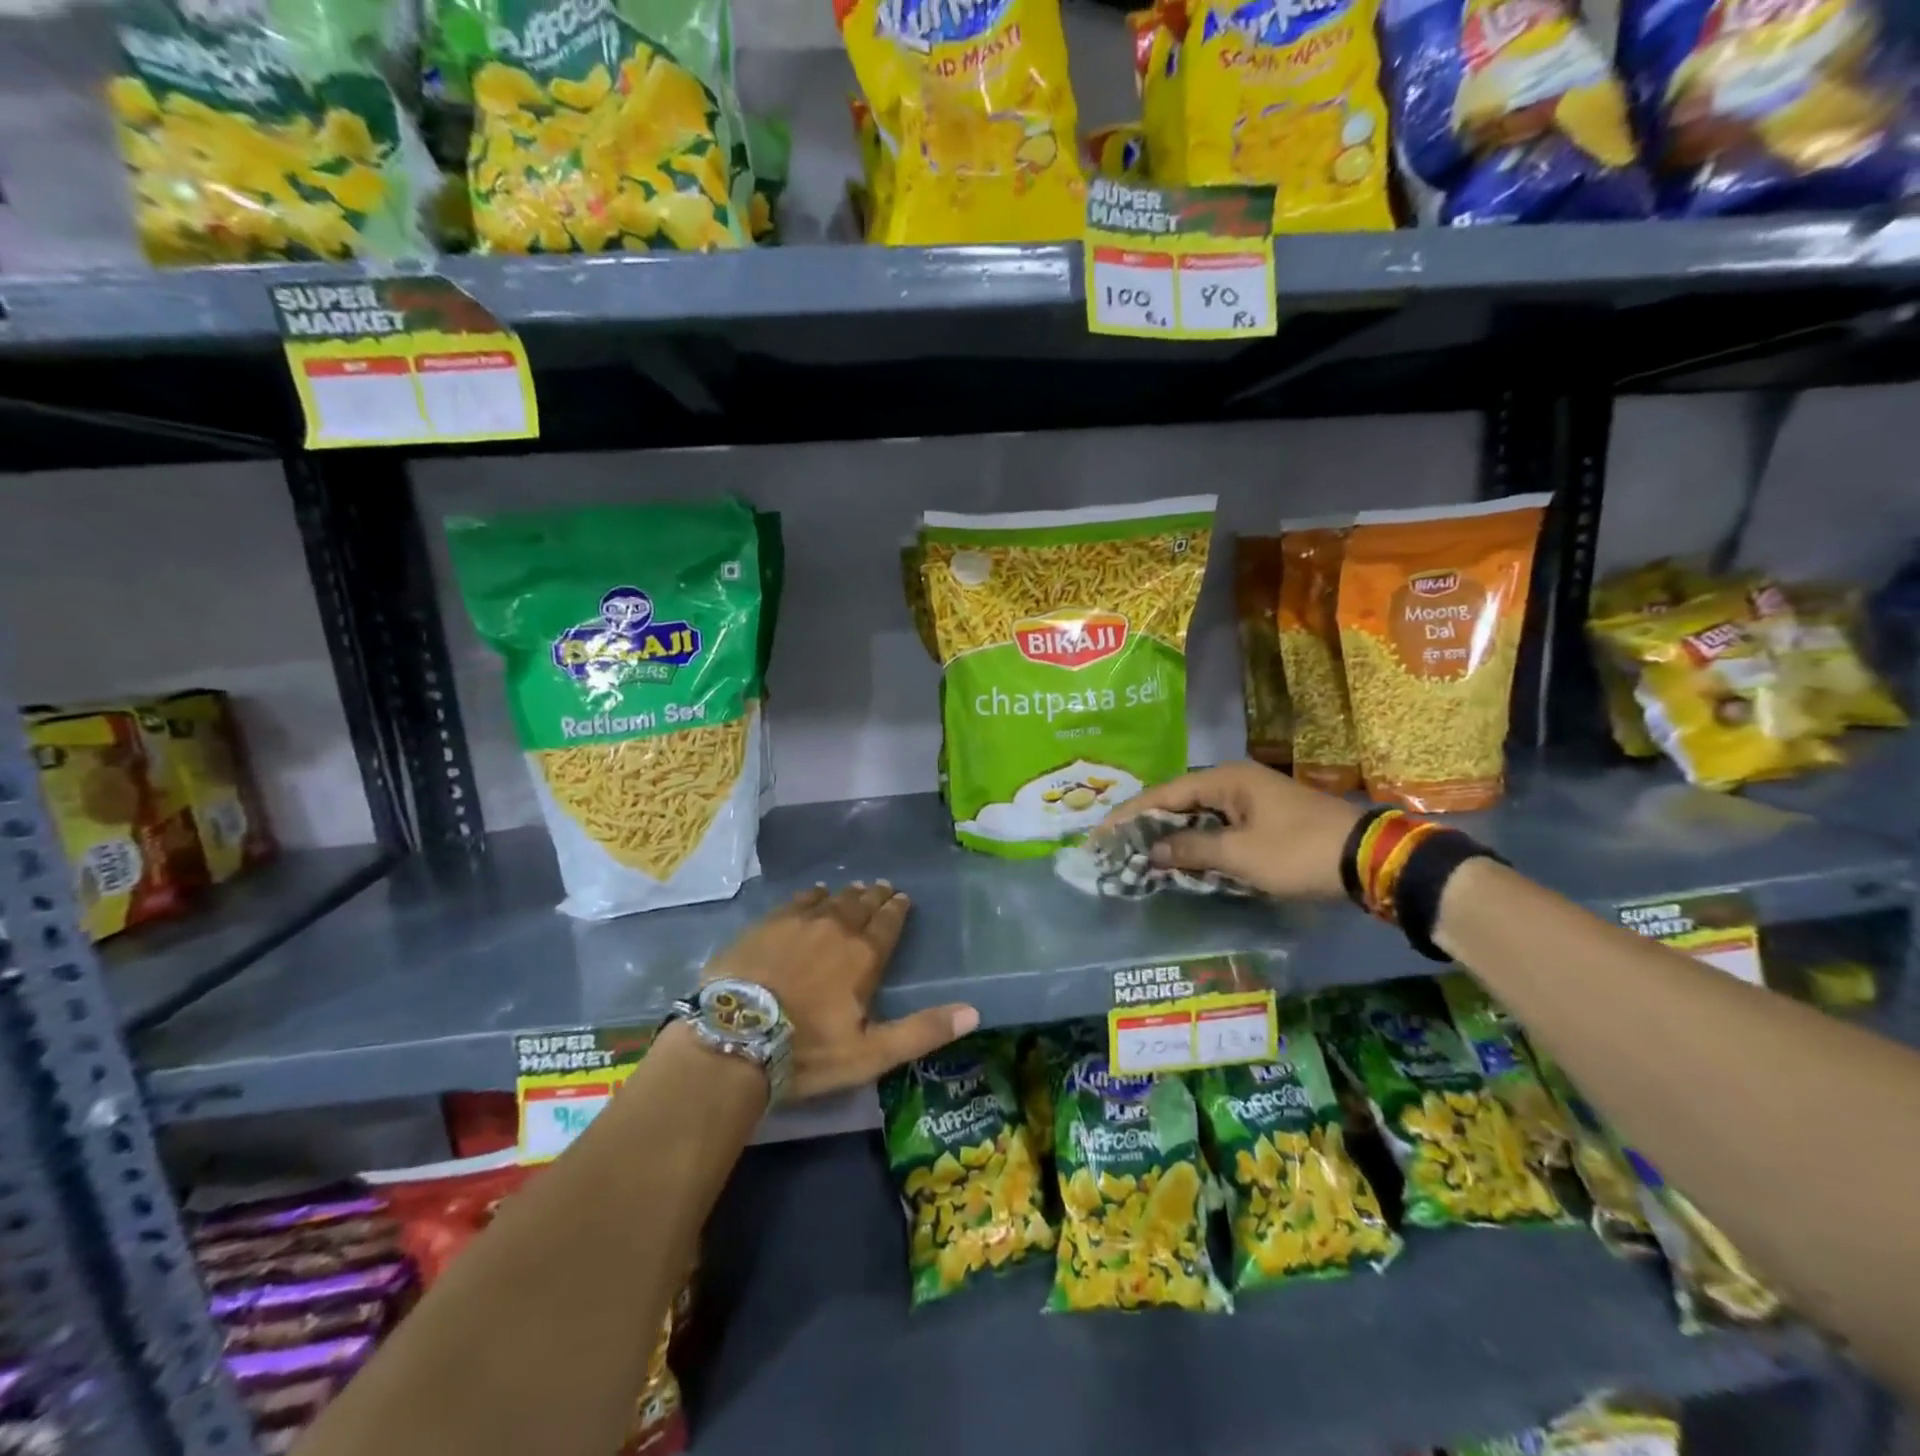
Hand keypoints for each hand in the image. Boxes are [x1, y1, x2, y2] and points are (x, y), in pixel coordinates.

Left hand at [701, 883, 979, 1099]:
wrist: (734, 1039)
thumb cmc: (807, 1051)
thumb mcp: (871, 1053)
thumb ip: (922, 1031)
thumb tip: (974, 1012)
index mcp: (863, 956)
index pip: (888, 923)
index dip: (897, 910)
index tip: (902, 899)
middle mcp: (835, 929)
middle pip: (861, 906)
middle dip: (875, 897)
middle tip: (883, 888)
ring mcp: (798, 922)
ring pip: (831, 900)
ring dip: (847, 894)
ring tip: (855, 889)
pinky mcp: (766, 924)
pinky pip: (797, 901)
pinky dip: (811, 896)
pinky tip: (814, 894)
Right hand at [1101, 761, 1361, 899]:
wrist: (1368, 860)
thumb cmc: (1297, 851)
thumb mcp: (1239, 855)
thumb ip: (1191, 849)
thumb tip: (1152, 850)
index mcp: (1226, 779)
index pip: (1165, 793)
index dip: (1131, 814)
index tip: (1102, 832)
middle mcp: (1235, 781)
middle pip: (1179, 800)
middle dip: (1148, 823)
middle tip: (1117, 844)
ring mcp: (1252, 799)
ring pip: (1199, 815)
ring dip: (1172, 834)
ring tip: (1140, 852)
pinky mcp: (1264, 819)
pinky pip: (1218, 826)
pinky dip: (1197, 841)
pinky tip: (1181, 858)